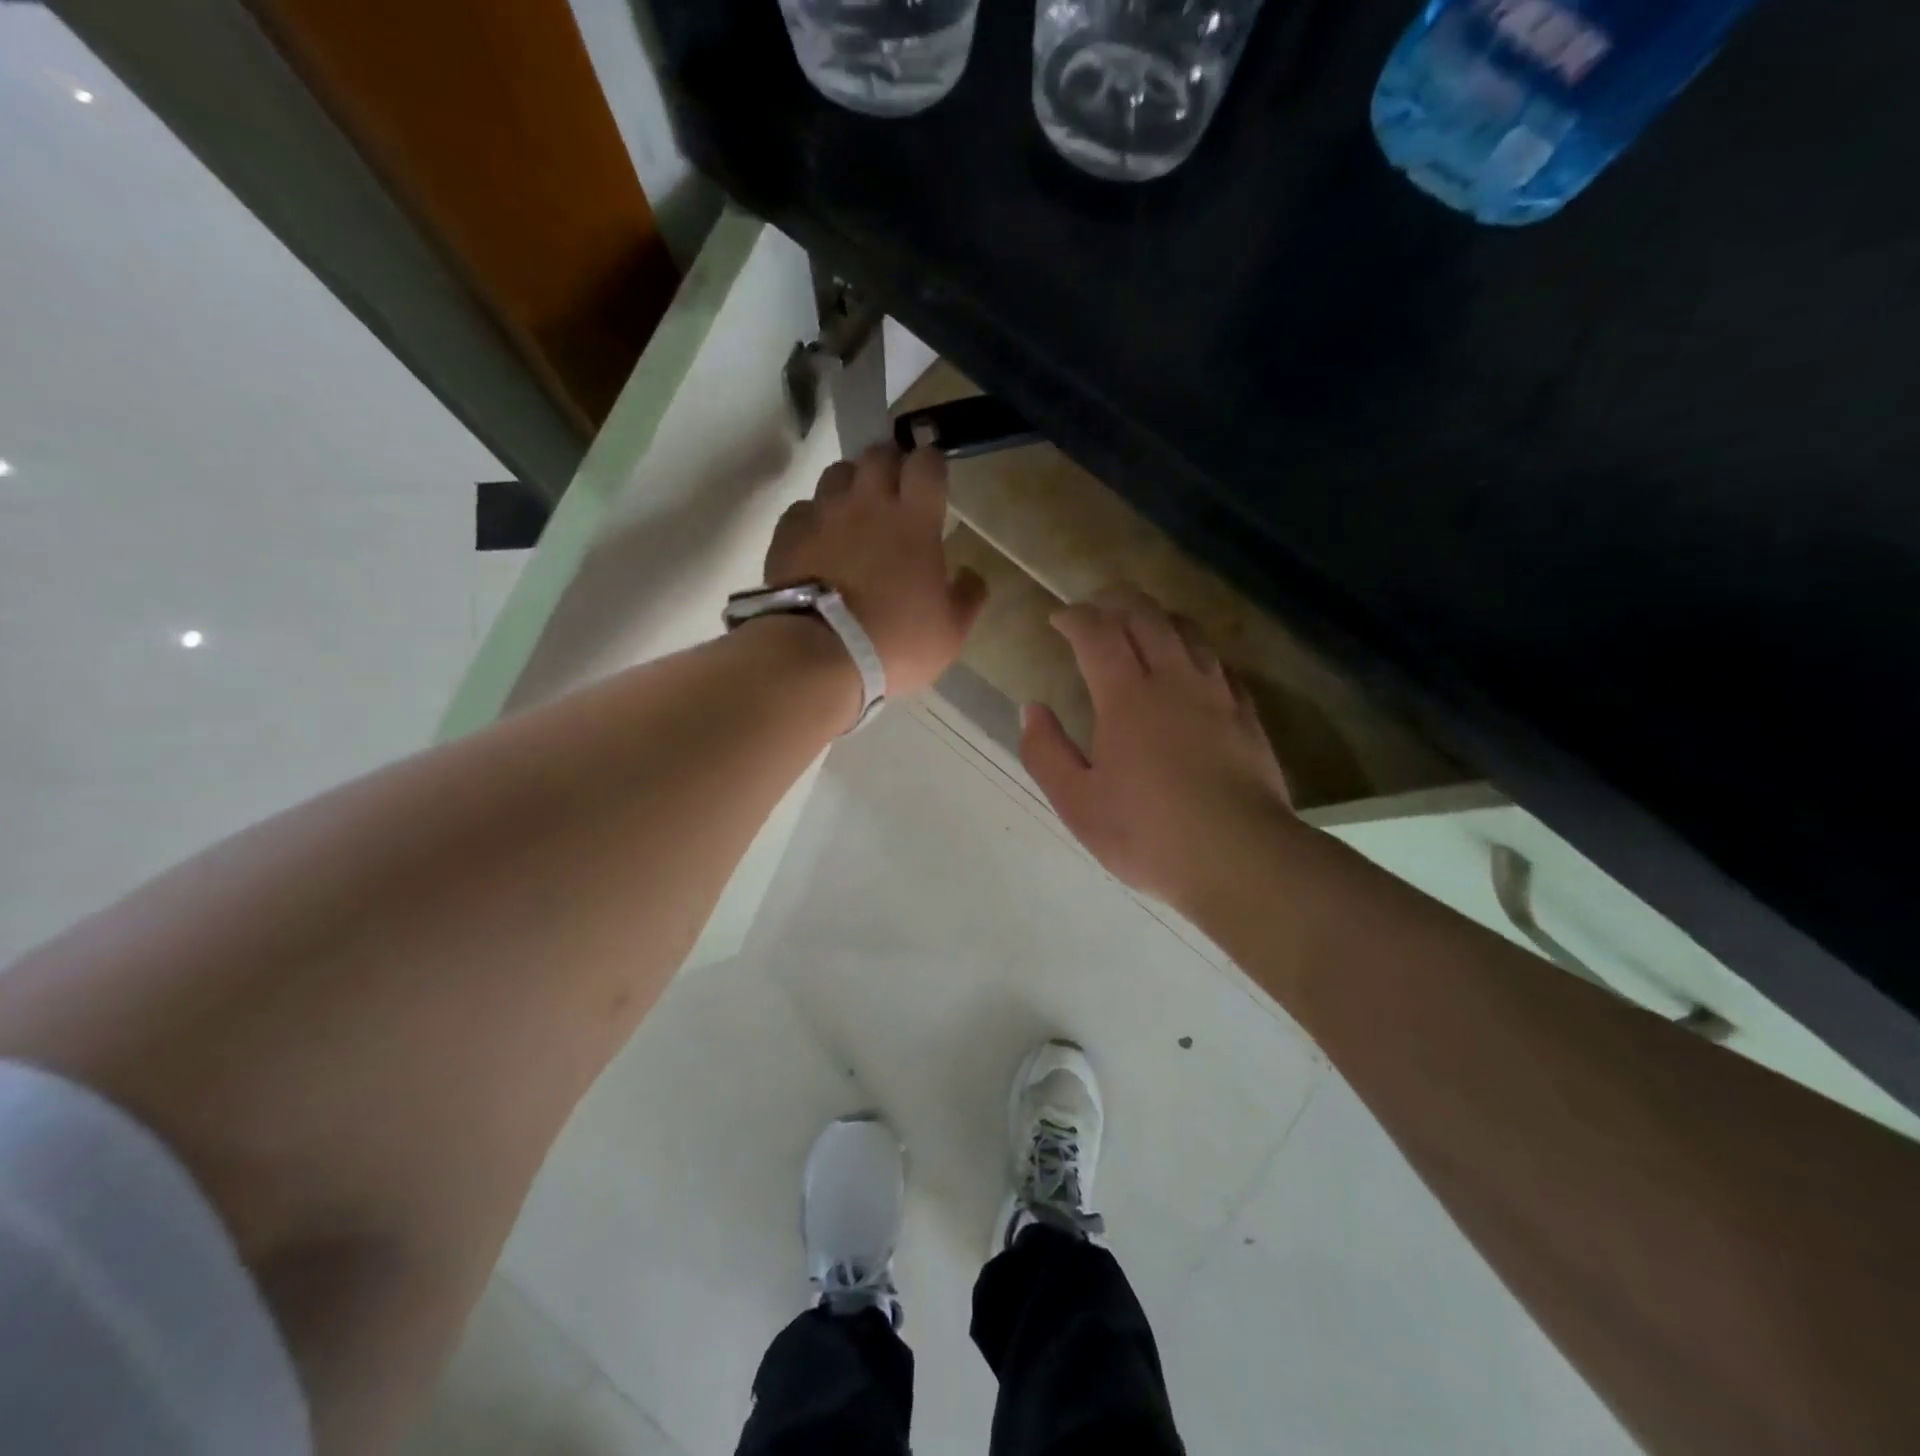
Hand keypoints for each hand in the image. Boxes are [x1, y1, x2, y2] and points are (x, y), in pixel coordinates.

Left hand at [765, 444, 986, 698]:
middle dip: (890, 463)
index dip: (931, 464)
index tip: (933, 478)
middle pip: (878, 455)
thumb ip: (967, 597)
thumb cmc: (895, 642)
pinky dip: (814, 516)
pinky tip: (819, 538)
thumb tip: (972, 575)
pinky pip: (803, 508)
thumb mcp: (949, 633)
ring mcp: (824, 515)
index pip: (926, 464)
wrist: (819, 656)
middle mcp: (868, 504)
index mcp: (914, 520)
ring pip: (837, 472)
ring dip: (851, 483)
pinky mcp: (788, 534)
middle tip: (895, 488)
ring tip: (855, 509)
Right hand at [1020, 586, 1292, 911]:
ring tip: (1141, 623)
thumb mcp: (1077, 804)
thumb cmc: (1148, 834)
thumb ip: (1046, 752)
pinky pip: (1218, 663)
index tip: (1058, 618)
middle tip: (1096, 606)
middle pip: (1146, 616)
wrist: (1241, 858)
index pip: (1097, 633)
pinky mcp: (1246, 715)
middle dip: (1116, 601)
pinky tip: (1191, 666)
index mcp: (1127, 697)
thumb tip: (1032, 709)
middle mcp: (1174, 680)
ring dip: (1158, 617)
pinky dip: (1194, 649)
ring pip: (1187, 632)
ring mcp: (1217, 694)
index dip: (1075, 617)